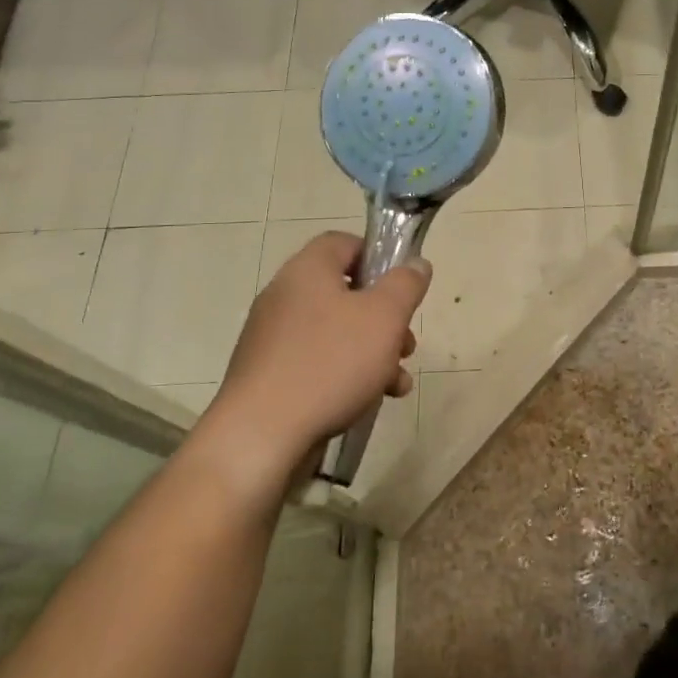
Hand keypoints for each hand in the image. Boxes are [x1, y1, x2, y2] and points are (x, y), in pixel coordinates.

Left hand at [196, 233, 430, 500]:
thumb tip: (416, 263)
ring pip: (336, 332)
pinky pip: (317, 362)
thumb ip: (405, 284)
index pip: (344, 242)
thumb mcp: (384, 317)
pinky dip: (346, 374)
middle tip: (406, 344)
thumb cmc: (330, 363)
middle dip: (384, 318)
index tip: (402, 287)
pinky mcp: (269, 375)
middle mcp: (284, 296)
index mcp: (307, 270)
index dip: (378, 257)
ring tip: (397, 382)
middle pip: (345, 292)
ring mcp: (272, 338)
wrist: (261, 435)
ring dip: (373, 351)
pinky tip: (370, 401)